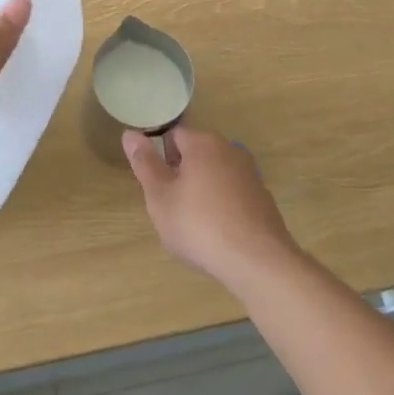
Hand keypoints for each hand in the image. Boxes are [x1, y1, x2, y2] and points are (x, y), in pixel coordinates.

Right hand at [123, 126, 298, 286]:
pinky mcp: (263, 199)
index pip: (174, 135)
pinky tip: (218, 233)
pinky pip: (233, 194)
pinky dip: (222, 205)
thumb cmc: (199, 225)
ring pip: (215, 174)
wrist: (257, 261)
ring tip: (193, 223)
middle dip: (181, 174)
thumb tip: (130, 134)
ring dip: (202, 189)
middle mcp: (230, 150)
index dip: (159, 156)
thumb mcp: (160, 197)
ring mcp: (250, 175)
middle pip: (196, 153)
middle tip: (170, 205)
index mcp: (203, 144)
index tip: (155, 183)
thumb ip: (145, 163)